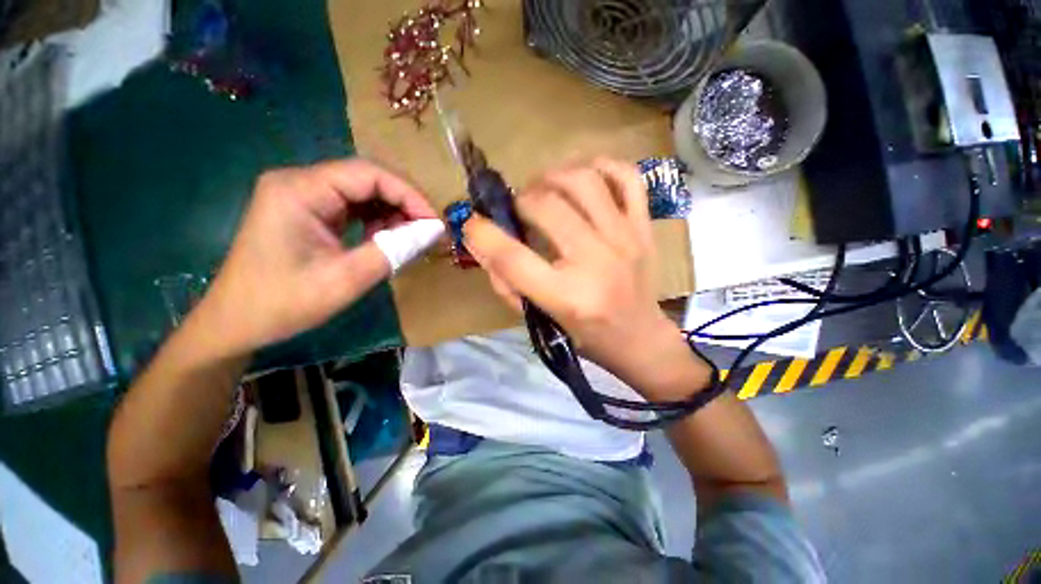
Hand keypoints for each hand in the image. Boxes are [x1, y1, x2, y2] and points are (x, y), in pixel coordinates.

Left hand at [191, 159, 436, 358]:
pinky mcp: (307, 210)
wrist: (236, 322)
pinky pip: (352, 206)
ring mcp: (302, 195)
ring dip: (392, 212)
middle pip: (367, 179)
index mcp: (300, 190)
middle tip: (428, 231)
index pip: (369, 174)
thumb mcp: (346, 279)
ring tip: (410, 238)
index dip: (409, 195)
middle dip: (403, 203)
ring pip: (362, 192)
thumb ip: (394, 250)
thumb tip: (433, 232)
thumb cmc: (284, 302)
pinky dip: (376, 221)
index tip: (435, 223)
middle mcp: (300, 182)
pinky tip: (386, 239)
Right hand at [463, 158, 711, 399]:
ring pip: (584, 181)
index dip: (482, 235)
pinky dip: (602, 166)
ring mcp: (626, 239)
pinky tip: (584, 177)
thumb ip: (508, 285)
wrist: (640, 338)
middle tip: (519, 210)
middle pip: (547, 206)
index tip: (473, 224)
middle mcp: (597, 262)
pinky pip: (627, 178)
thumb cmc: (586, 336)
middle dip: (521, 201)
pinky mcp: (644, 228)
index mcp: (568, 296)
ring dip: (553, 176)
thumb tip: (482, 243)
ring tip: (544, 189)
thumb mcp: (540, 321)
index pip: (512, 258)